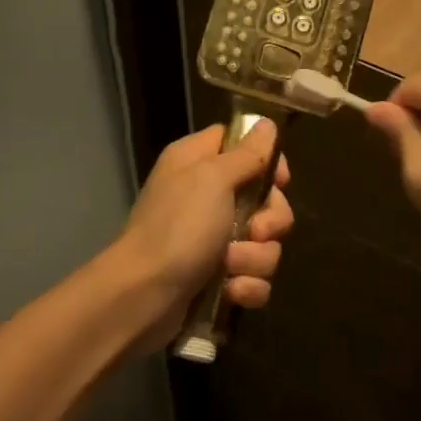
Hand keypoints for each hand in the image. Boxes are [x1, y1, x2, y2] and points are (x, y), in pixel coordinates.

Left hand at [112, 119, 293, 345]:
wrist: (141, 297)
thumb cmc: (177, 227)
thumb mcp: (213, 179)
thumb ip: (247, 153)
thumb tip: (268, 123)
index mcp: (199, 162)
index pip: (243, 144)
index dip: (267, 159)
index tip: (279, 179)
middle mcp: (207, 195)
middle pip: (266, 197)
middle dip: (271, 219)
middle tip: (256, 231)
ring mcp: (213, 239)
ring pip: (265, 241)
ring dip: (255, 257)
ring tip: (230, 266)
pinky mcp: (219, 277)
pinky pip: (255, 276)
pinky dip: (247, 285)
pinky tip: (231, 291)